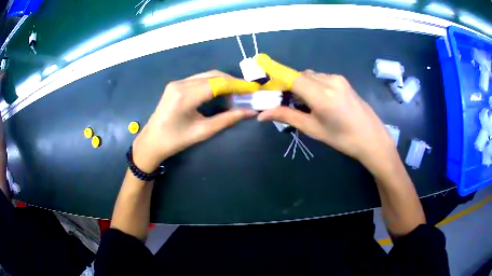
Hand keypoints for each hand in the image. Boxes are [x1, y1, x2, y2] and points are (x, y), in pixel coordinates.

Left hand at [132, 70, 258, 172]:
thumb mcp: (202, 132)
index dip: (238, 84)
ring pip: (206, 76)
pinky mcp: (176, 85)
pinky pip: (199, 79)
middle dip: (232, 81)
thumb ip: (227, 119)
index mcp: (185, 96)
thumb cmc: (175, 141)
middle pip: (213, 75)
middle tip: (248, 90)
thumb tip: (249, 112)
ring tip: (238, 92)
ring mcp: (177, 82)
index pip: (217, 83)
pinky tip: (221, 92)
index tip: (254, 88)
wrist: (151, 142)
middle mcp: (180, 84)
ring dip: (224, 81)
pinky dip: (213, 83)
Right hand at [256, 54, 395, 173]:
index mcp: (321, 96)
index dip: (275, 72)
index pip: (292, 77)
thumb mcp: (313, 129)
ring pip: (311, 75)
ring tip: (305, 104)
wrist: (371, 138)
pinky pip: (321, 78)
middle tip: (285, 101)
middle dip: (289, 84)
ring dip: (302, 85)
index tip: (261, 68)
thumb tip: (262, 114)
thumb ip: (288, 117)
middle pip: (300, 75)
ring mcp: (338, 79)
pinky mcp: (343, 80)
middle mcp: (329, 81)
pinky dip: (313, 85)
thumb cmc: (342, 139)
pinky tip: (319, 100)